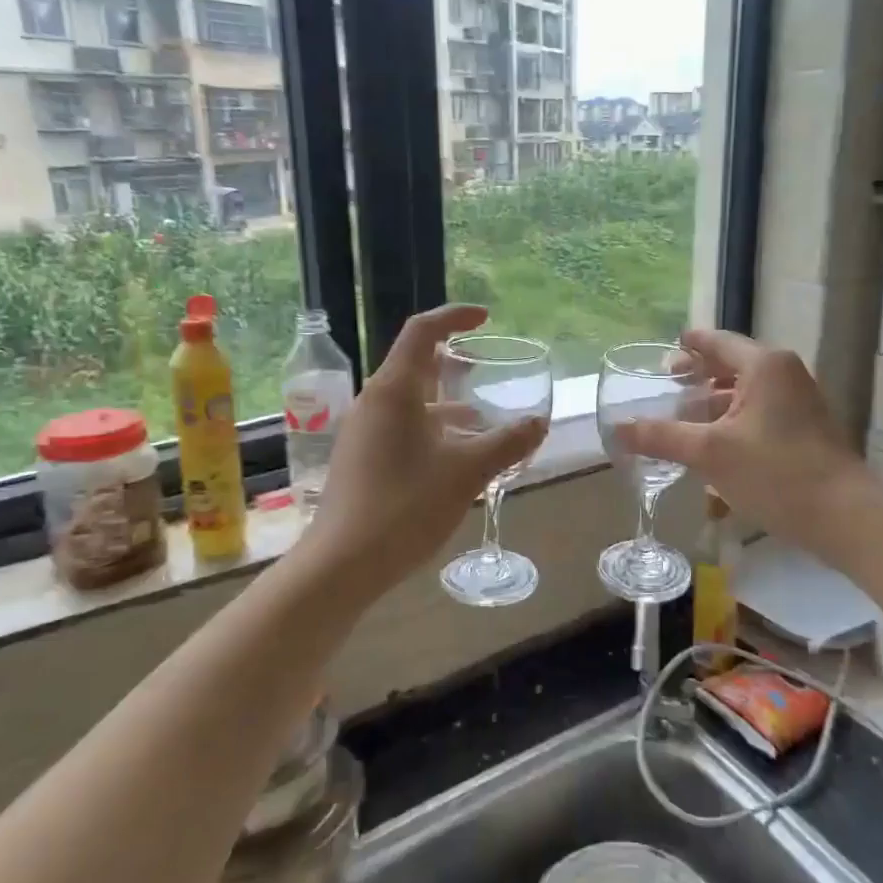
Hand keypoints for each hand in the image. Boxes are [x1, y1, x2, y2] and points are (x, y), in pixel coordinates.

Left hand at [303, 305, 546, 585]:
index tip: (485, 318)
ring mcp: (363, 432)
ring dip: (445, 403)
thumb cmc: (405, 506)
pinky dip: (432, 429)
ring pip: (409, 401)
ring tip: (481, 420)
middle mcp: (374, 403)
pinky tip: (455, 458)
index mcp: (394, 390)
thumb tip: (539, 422)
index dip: (454, 317)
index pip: (422, 332)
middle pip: (414, 365)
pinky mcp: (361, 460)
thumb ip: (507, 443)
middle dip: (452, 364)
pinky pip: (401, 428)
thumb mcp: (467, 472)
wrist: (343, 565)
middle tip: (485, 371)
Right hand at [617, 328, 868, 550]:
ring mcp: (801, 403)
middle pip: (733, 365)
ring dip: (715, 403)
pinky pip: (761, 414)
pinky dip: (734, 421)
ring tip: (683, 419)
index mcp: (764, 365)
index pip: (717, 342)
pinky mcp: (807, 430)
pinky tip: (714, 446)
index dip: (689, 345)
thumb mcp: (710, 453)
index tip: (666, 350)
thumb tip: (616, 429)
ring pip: (747, 393)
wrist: (845, 517)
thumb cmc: (775, 473)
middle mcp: (785, 374)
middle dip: (699, 376)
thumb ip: (661, 437)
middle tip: (667, 386)